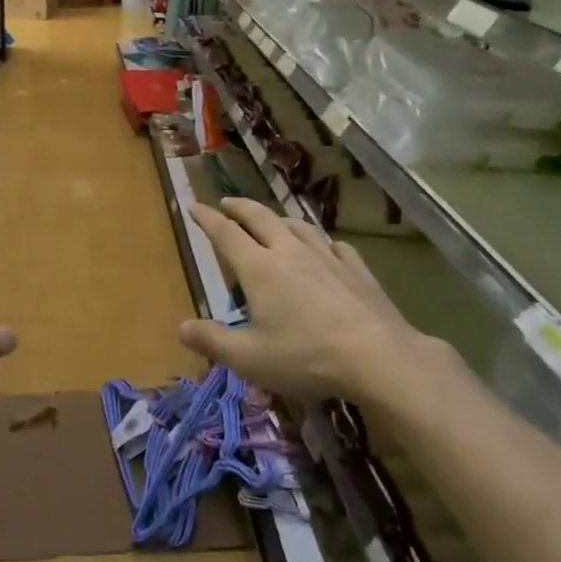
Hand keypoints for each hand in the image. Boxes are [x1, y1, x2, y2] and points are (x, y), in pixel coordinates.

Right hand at [179, 198, 459, 403]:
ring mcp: (327, 257)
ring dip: (279, 219)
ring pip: (298, 226)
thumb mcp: (249, 359)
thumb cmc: (306, 357)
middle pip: (260, 218)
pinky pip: (334, 245)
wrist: (378, 357)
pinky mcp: (357, 269)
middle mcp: (290, 252)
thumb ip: (213, 341)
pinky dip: (322, 242)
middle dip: (239, 208)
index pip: (226, 234)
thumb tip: (182, 327)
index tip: (194, 206)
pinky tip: (326, 248)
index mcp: (259, 268)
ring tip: (273, 221)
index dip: (207, 219)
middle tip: (226, 203)